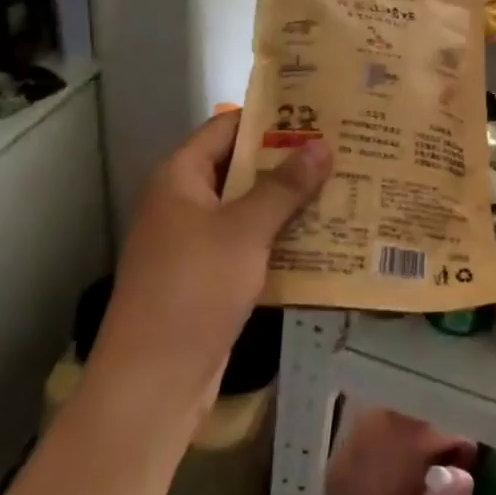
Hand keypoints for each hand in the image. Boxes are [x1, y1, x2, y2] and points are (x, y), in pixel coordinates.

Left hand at [89, 112, 331, 402]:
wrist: (153, 381)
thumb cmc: (194, 289)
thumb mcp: (245, 231)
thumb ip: (284, 186)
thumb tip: (322, 145)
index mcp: (180, 178)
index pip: (227, 127)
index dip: (270, 117)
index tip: (318, 112)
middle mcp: (184, 202)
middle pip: (241, 167)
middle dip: (288, 160)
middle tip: (340, 148)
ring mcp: (195, 241)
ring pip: (249, 207)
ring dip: (289, 200)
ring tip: (342, 185)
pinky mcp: (208, 275)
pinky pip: (249, 242)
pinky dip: (280, 236)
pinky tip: (323, 235)